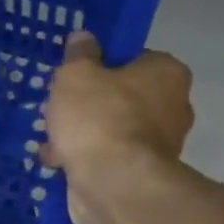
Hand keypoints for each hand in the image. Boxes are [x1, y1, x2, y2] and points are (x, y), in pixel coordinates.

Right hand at [41, 31, 193, 223]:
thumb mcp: (77, 74)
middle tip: (59, 108)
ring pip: (112, 130)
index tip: (76, 76)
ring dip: (83, 134)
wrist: (113, 185)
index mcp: (167, 73)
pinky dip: (86, 160)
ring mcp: (160, 146)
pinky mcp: (141, 177)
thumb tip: (83, 38)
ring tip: (51, 139)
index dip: (102, 65)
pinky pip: (108, 159)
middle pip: (123, 96)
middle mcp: (172, 107)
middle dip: (90, 104)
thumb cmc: (99, 118)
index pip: (135, 58)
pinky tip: (58, 163)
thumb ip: (79, 54)